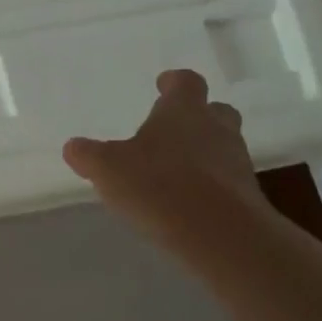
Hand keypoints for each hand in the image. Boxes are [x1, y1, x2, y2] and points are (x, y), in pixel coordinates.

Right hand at [62, 69, 268, 242]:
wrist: (224, 237)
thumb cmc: (160, 186)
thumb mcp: (108, 169)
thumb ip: (89, 155)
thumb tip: (73, 147)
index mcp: (183, 111)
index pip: (186, 82)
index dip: (174, 82)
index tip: (163, 84)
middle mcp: (215, 129)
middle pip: (215, 111)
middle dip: (197, 116)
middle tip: (174, 128)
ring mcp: (237, 164)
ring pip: (223, 147)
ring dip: (205, 154)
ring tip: (177, 172)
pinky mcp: (248, 199)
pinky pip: (228, 183)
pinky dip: (212, 187)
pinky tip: (189, 204)